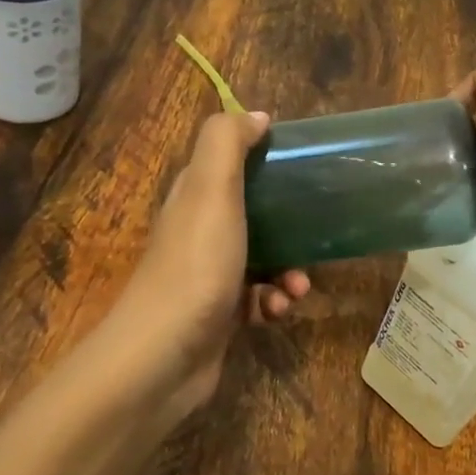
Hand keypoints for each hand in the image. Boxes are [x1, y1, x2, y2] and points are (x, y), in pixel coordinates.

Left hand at [105, 111, 308, 422]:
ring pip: (264, 259)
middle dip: (290, 225)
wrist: (162, 358)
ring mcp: (209, 276)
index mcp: (194, 198)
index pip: (231, 164)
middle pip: (255, 214)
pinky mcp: (221, 316)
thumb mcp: (211, 191)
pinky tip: (278, 313)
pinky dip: (274, 304)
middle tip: (313, 235)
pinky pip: (259, 300)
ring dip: (289, 271)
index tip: (302, 166)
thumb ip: (227, 144)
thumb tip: (256, 116)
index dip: (265, 159)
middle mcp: (199, 232)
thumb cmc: (195, 265)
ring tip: (297, 288)